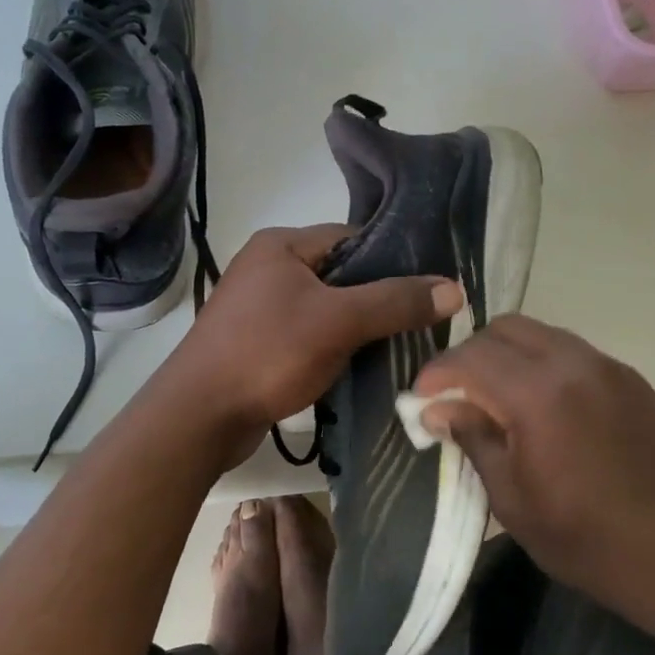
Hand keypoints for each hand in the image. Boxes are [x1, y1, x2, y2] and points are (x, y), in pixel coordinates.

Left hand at [165, 224, 462, 458]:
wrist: (199, 416)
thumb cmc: (268, 354)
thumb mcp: (339, 321)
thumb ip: (395, 302)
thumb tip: (455, 289)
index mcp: (281, 245)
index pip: (352, 237)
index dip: (394, 259)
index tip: (430, 288)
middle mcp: (267, 268)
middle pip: (341, 275)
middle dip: (379, 299)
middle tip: (422, 323)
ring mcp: (259, 308)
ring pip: (326, 309)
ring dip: (358, 328)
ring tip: (399, 348)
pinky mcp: (257, 344)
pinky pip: (309, 336)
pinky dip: (335, 348)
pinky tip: (361, 368)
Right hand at [413, 315, 654, 637]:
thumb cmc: (586, 538)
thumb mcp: (512, 500)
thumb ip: (473, 440)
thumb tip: (439, 408)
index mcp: (539, 395)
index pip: (470, 358)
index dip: (436, 374)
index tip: (420, 399)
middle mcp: (573, 364)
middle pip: (504, 330)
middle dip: (470, 355)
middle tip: (454, 395)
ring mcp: (606, 366)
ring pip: (539, 333)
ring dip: (506, 355)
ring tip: (492, 397)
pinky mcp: (628, 378)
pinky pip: (569, 350)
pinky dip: (540, 363)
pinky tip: (537, 403)